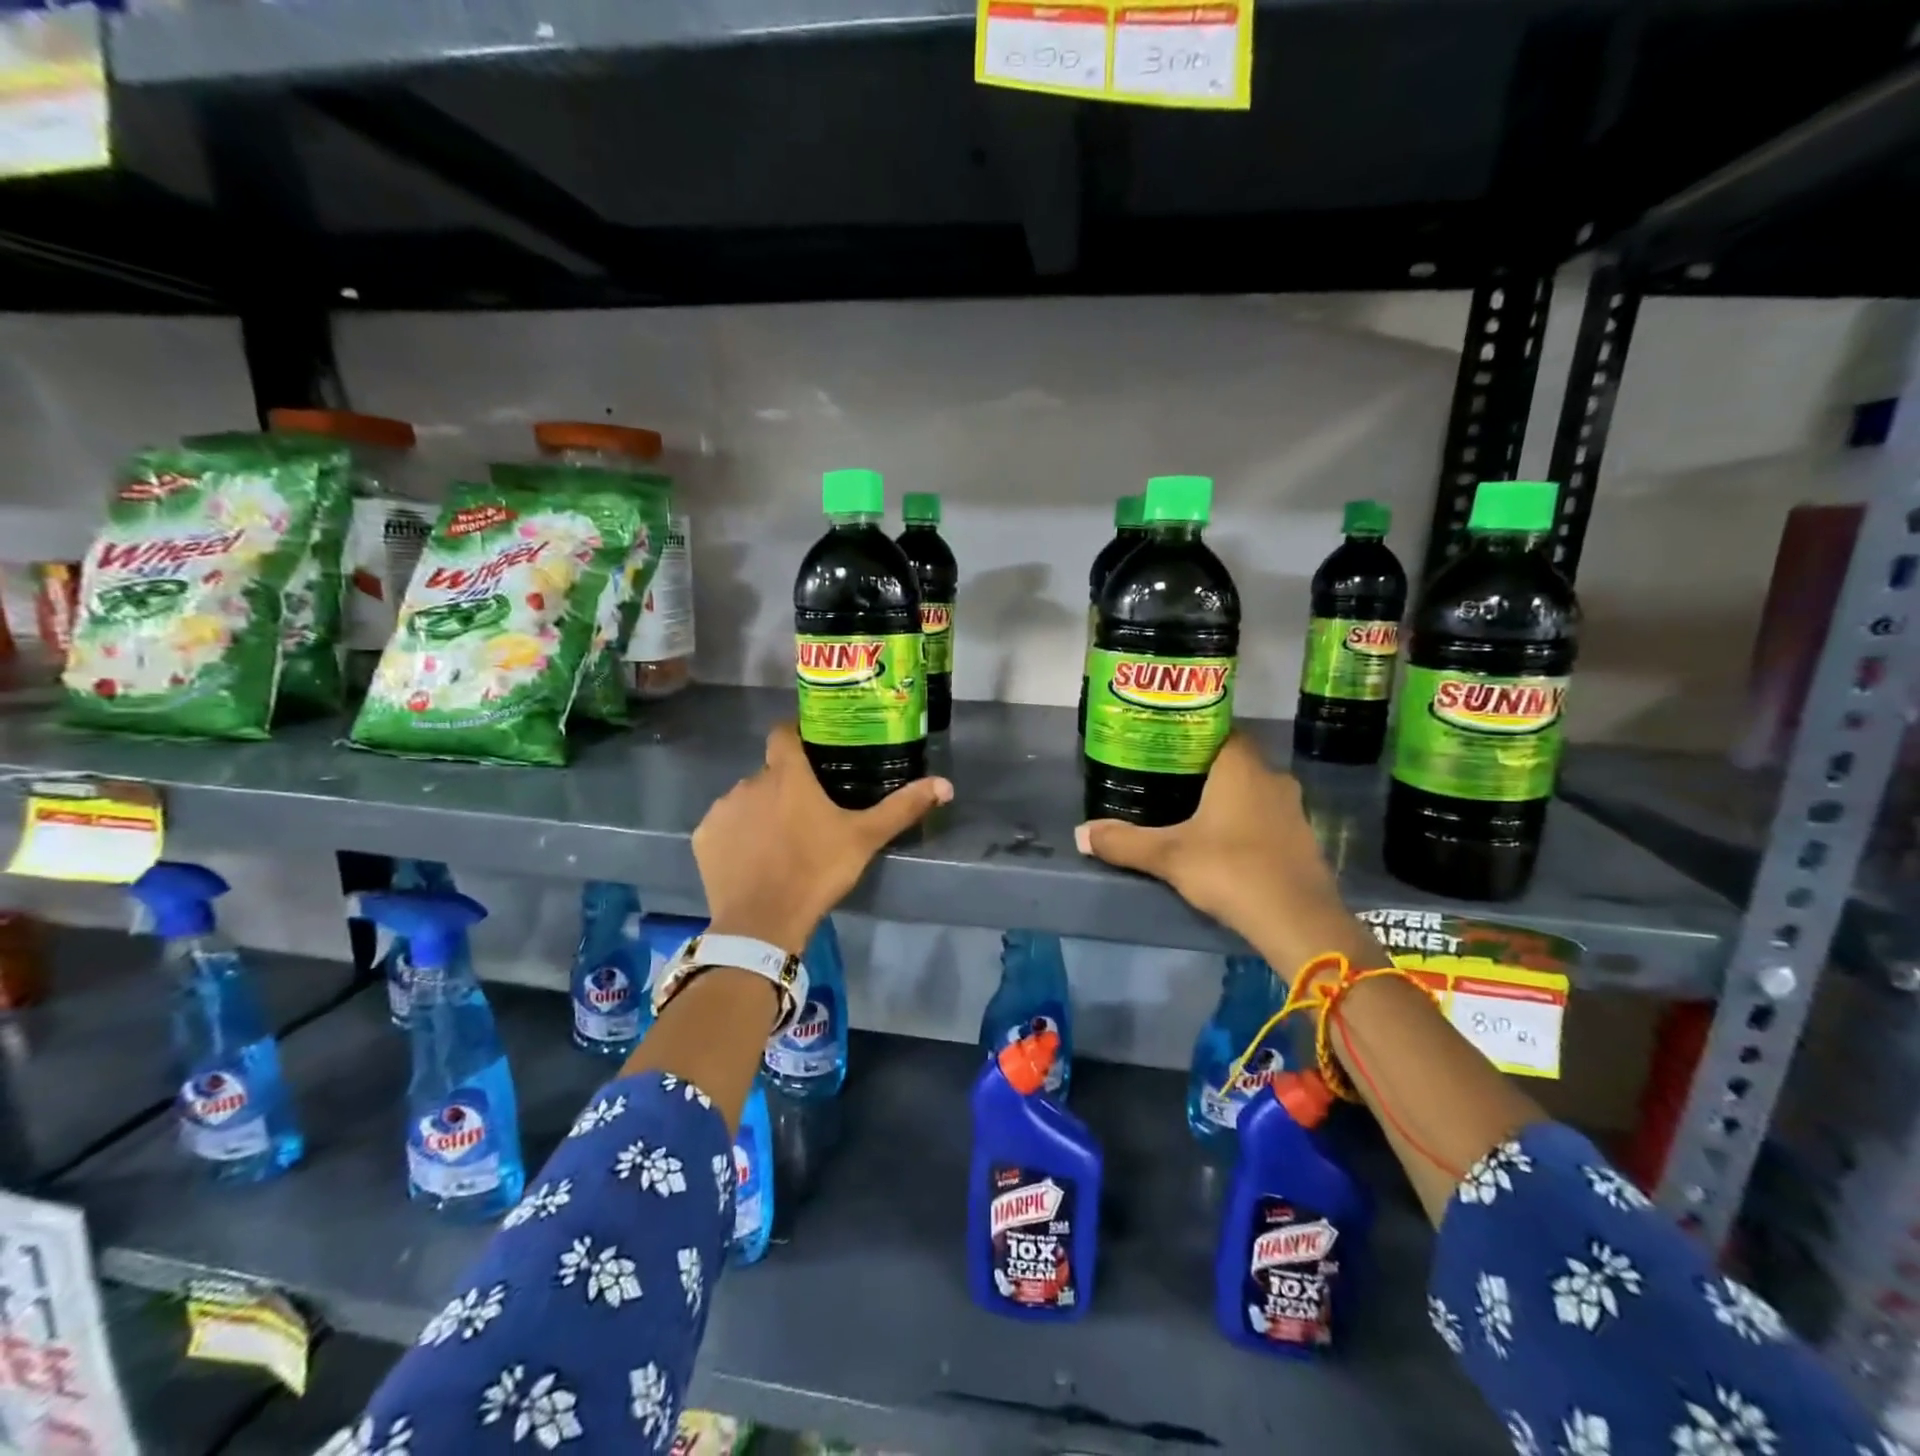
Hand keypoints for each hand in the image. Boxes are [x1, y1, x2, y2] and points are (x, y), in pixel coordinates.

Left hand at [693, 723, 952, 954]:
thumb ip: (902, 808)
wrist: (762, 922)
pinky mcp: (704, 838)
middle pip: (769, 773)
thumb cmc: (816, 871)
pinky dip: (736, 836)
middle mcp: (749, 782)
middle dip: (784, 786)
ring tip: (779, 841)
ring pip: (745, 799)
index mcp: (787, 775)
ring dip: (760, 811)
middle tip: (807, 813)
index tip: (811, 750)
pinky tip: (752, 859)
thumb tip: (946, 784)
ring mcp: (722, 810)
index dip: (796, 736)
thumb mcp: (864, 838)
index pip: (784, 733)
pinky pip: (723, 826)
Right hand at [1075, 734, 1381, 980]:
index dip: (1195, 734)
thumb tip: (1080, 833)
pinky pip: (1268, 818)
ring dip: (1229, 799)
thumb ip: (1124, 842)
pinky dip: (1247, 823)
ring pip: (1254, 791)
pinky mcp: (1303, 840)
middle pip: (1235, 761)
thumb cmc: (1230, 870)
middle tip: (1168, 781)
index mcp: (1241, 768)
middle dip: (1205, 770)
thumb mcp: (1169, 856)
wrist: (1298, 921)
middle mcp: (1272, 778)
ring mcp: (1293, 810)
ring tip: (1191, 812)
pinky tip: (1224, 843)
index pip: (1221, 731)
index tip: (1166, 747)